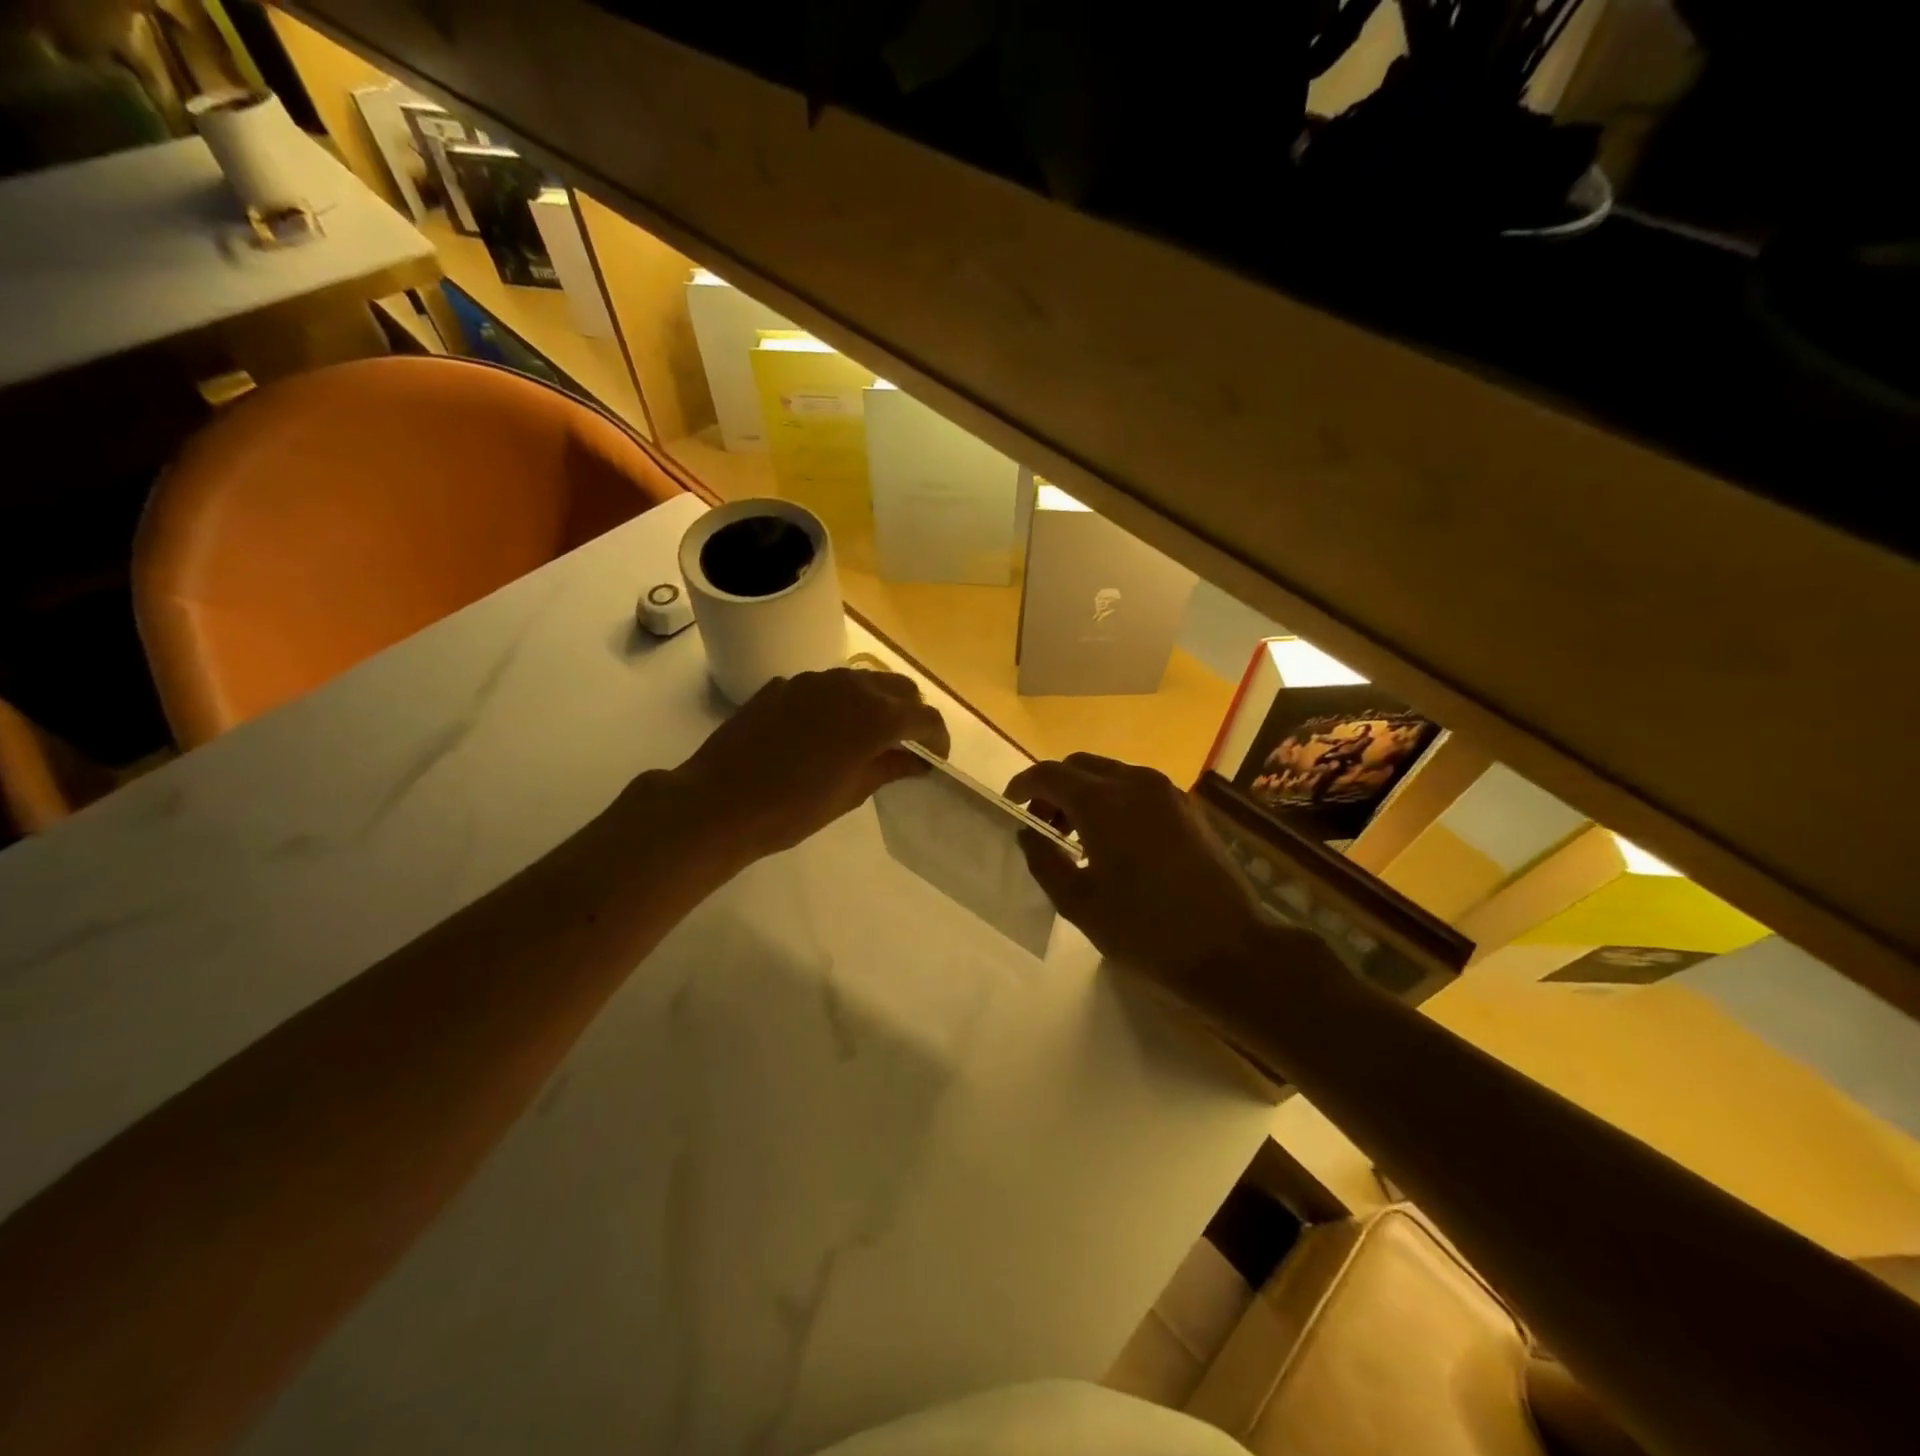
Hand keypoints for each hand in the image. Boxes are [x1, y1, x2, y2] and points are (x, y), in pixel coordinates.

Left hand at [673, 668, 949, 864]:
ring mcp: (813, 680)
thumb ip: (889, 768)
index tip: (934, 759)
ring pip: (861, 680)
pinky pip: (824, 686)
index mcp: (875, 717)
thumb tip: (916, 760)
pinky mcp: (783, 684)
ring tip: (866, 736)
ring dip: (875, 702)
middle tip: (905, 745)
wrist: (719, 802)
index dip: (937, 738)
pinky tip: (821, 732)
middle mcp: (850, 686)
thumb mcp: (850, 794)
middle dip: (910, 713)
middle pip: (898, 688)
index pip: (924, 717)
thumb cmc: (793, 809)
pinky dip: (837, 703)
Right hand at [1006, 754, 1278, 1011]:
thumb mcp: (1079, 903)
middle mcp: (1134, 782)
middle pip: (1080, 765)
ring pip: (1110, 773)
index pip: (1049, 774)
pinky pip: (1137, 788)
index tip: (1010, 803)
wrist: (1228, 947)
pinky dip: (1113, 800)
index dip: (1023, 784)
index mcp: (1103, 802)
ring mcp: (1166, 792)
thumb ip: (1045, 861)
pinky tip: (1112, 840)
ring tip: (1075, 836)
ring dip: (1084, 793)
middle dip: (1054, 787)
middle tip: (1042, 824)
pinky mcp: (1186, 807)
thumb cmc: (1144, 929)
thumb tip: (1028, 833)